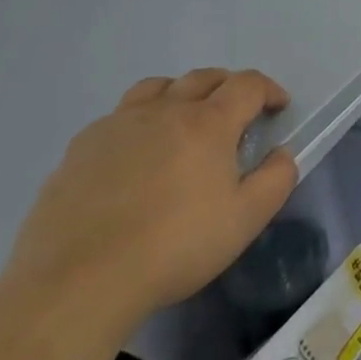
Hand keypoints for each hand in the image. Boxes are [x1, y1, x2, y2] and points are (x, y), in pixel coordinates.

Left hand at [6, 68, 297, 332]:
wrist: (79, 282)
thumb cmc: (175, 247)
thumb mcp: (246, 220)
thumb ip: (276, 179)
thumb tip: (281, 153)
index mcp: (208, 122)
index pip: (247, 84)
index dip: (268, 90)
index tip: (277, 108)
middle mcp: (165, 110)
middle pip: (203, 77)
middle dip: (228, 86)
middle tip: (237, 112)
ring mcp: (117, 125)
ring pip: (156, 88)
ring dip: (180, 94)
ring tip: (183, 121)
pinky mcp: (80, 148)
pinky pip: (118, 117)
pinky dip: (139, 122)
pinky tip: (135, 156)